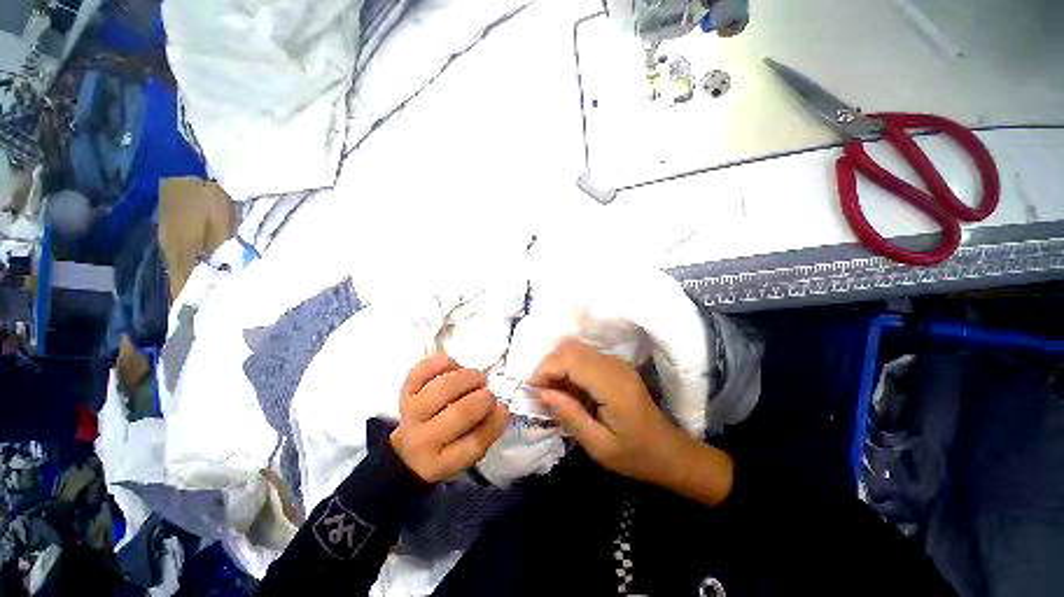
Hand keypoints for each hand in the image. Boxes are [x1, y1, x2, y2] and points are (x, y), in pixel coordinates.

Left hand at [390, 352, 509, 482]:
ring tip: (478, 378)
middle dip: (483, 399)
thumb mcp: (465, 454)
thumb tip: (503, 409)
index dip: (494, 423)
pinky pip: (423, 370)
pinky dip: (444, 363)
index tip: (504, 410)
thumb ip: (486, 433)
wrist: (406, 450)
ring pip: (443, 388)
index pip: (473, 444)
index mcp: (439, 463)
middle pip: (458, 414)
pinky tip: (456, 367)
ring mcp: (410, 413)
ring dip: (468, 378)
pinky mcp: (405, 391)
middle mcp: (421, 440)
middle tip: (489, 394)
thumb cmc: (445, 449)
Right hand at [531, 339, 732, 505]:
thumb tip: (540, 392)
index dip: (546, 370)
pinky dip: (568, 368)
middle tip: (541, 392)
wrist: (669, 451)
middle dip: (549, 366)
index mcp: (613, 386)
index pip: (571, 359)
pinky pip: (584, 356)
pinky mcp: (614, 364)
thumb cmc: (635, 455)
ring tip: (552, 392)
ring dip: (557, 366)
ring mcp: (616, 362)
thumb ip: (569, 415)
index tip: (533, 391)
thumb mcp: (598, 446)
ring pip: (575, 348)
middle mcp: (614, 365)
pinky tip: (569, 389)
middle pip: (571, 348)